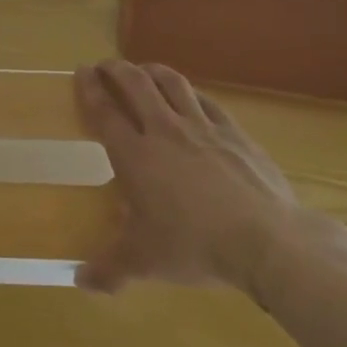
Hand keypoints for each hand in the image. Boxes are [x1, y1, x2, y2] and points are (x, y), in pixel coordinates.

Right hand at [75, 60, 303, 299]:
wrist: (267, 240)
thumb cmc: (195, 246)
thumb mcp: (145, 263)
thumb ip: (109, 270)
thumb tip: (79, 281)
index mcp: (135, 155)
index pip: (105, 111)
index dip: (90, 88)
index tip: (81, 71)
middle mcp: (164, 131)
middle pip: (136, 84)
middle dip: (117, 69)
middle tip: (106, 66)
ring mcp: (202, 127)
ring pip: (172, 83)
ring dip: (153, 71)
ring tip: (144, 70)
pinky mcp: (235, 133)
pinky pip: (207, 101)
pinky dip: (191, 93)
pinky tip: (190, 97)